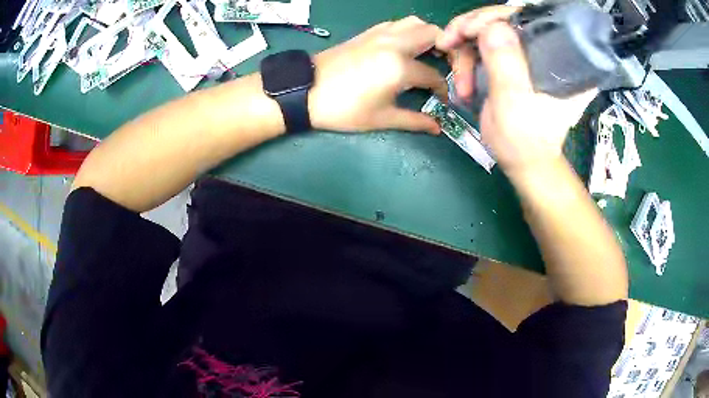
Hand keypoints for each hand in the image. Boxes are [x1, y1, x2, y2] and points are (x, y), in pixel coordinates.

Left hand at [309, 16, 447, 134]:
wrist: (305, 91)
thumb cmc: (343, 109)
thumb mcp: (381, 118)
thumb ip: (414, 121)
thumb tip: (437, 127)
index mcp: (399, 66)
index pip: (434, 75)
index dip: (443, 89)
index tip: (443, 99)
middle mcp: (395, 43)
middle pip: (434, 35)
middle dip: (448, 50)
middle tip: (447, 67)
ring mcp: (380, 34)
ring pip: (415, 23)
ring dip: (428, 36)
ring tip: (429, 55)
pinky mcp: (368, 32)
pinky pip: (397, 24)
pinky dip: (409, 31)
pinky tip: (406, 48)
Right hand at [437, 7, 596, 173]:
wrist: (523, 161)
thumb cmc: (524, 141)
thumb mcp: (514, 103)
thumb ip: (505, 64)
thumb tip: (491, 26)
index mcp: (560, 60)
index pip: (528, 19)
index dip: (494, 17)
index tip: (467, 31)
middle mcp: (546, 51)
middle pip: (504, 20)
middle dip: (471, 31)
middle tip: (447, 44)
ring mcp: (527, 55)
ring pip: (489, 31)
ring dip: (465, 52)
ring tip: (460, 81)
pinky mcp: (513, 62)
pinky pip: (484, 46)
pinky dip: (467, 59)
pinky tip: (462, 80)